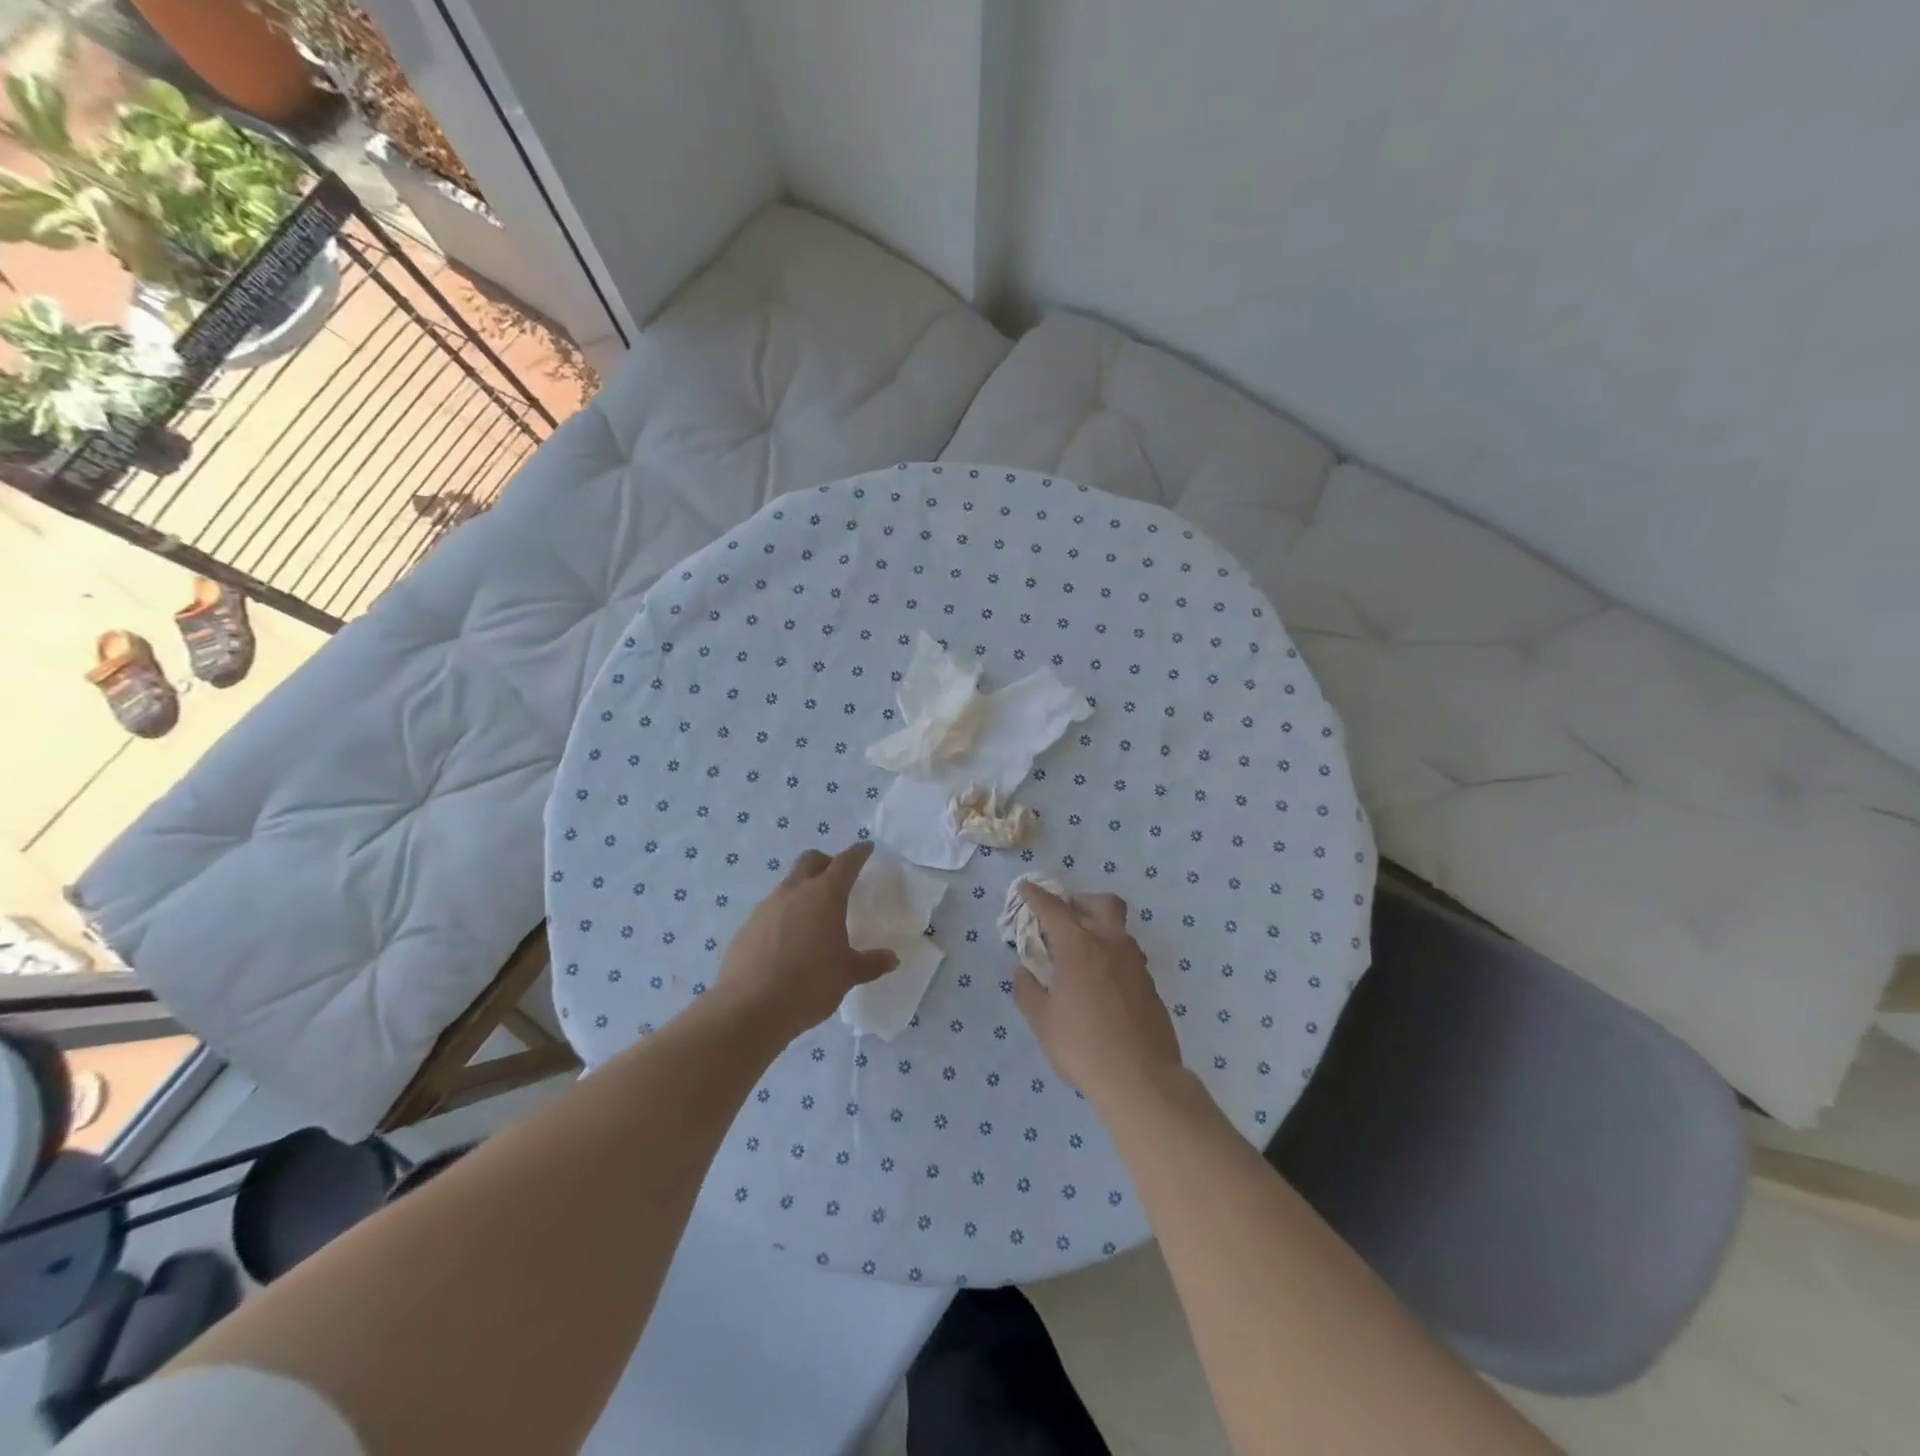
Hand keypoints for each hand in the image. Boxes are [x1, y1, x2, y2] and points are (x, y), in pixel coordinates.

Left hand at [715, 842, 898, 1040]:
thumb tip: (891, 959)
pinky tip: (787, 943)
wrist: (749, 1008)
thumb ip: (870, 963)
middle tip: (837, 878)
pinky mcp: (747, 927)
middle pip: (810, 860)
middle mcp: (794, 892)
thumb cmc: (809, 985)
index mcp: (824, 895)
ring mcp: (766, 907)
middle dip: (826, 862)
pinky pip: (770, 911)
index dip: (858, 853)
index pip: (845, 863)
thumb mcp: (847, 975)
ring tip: (812, 918)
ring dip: (802, 891)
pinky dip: (783, 917)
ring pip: (788, 885)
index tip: (866, 848)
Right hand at [1011, 882, 1182, 1111]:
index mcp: (1079, 946)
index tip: (1026, 889)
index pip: (1054, 909)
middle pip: (1101, 903)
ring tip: (1081, 955)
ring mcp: (1135, 964)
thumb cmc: (1082, 1046)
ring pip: (1118, 929)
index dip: (1037, 896)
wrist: (1141, 1079)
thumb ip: (1027, 990)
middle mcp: (1111, 944)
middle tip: (1064, 919)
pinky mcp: (1150, 985)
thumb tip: (1024, 971)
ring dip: (1099, 929)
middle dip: (1081, 902)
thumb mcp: (1042, 1021)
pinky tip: (1101, 984)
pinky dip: (1111, 956)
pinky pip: (1128, 957)